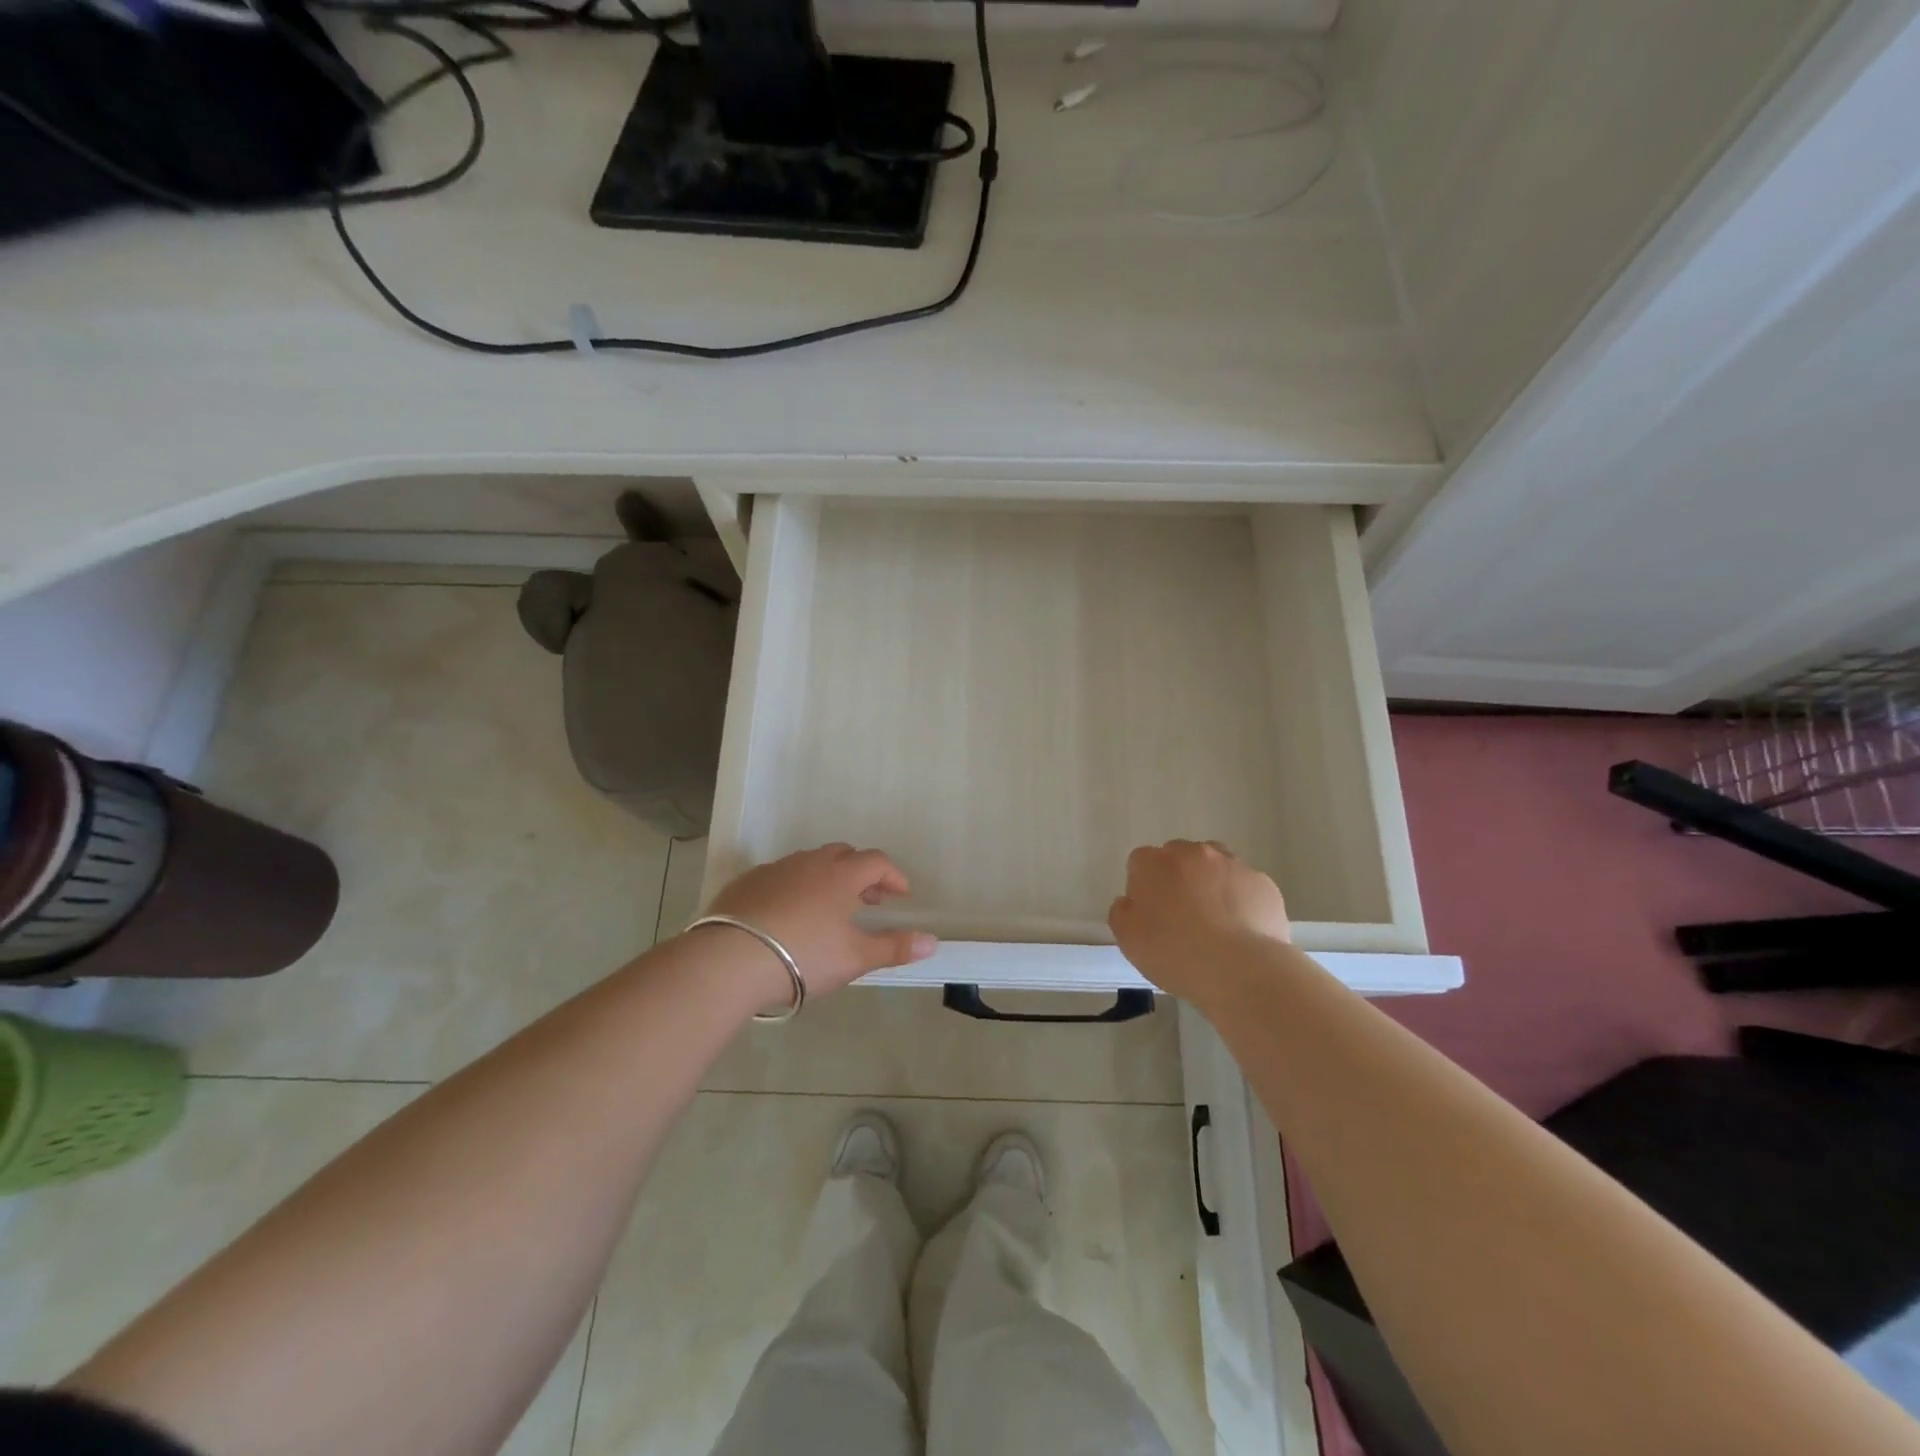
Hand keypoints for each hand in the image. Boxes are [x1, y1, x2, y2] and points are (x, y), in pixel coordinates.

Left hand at [703, 843, 937, 998]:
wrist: (730, 960)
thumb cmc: (804, 955)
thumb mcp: (855, 957)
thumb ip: (894, 947)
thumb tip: (933, 940)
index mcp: (841, 875)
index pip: (876, 862)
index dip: (893, 876)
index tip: (900, 896)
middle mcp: (809, 863)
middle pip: (843, 855)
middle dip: (860, 873)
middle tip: (868, 900)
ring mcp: (775, 870)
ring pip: (809, 863)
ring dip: (826, 878)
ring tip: (829, 909)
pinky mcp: (746, 883)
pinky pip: (779, 876)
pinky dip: (794, 888)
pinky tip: (788, 915)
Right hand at [1108, 840, 1290, 998]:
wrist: (1241, 970)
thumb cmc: (1175, 953)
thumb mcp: (1128, 940)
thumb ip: (1122, 912)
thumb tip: (1130, 901)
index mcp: (1154, 863)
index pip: (1140, 863)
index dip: (1144, 887)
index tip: (1150, 915)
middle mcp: (1192, 853)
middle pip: (1179, 857)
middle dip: (1178, 879)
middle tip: (1182, 917)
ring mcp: (1231, 864)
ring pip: (1215, 866)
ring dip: (1211, 884)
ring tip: (1215, 921)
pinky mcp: (1263, 882)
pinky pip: (1245, 886)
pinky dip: (1241, 900)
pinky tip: (1242, 930)